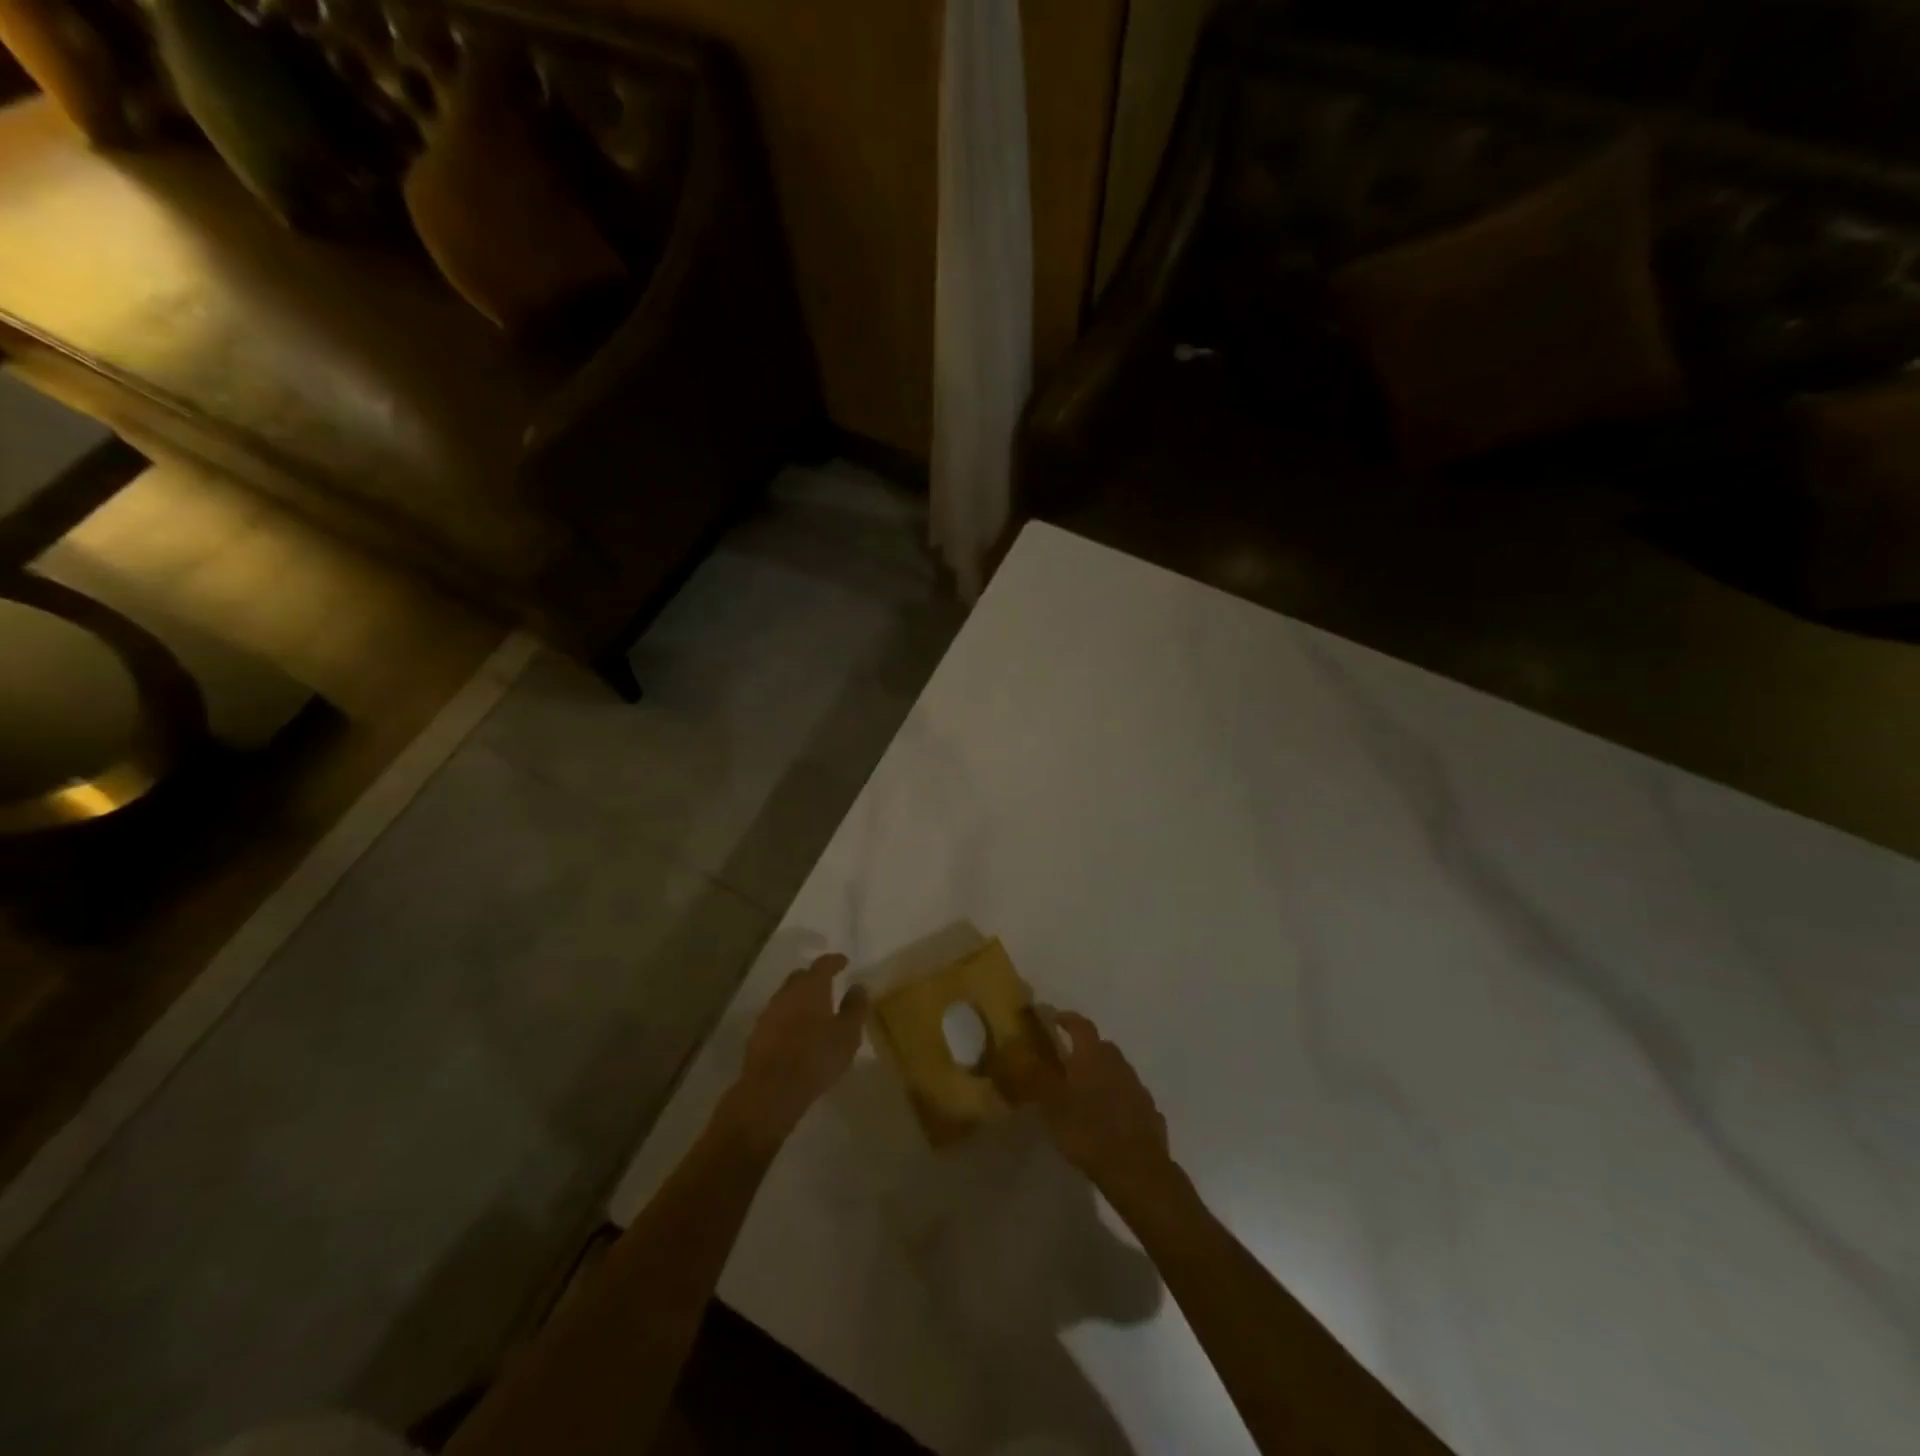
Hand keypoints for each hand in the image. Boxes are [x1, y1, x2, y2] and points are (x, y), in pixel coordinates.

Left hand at [723, 953, 867, 1146]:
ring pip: (786, 997)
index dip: (834, 961)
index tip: (843, 961)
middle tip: (827, 985)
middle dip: (814, 978)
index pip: (823, 964)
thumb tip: (858, 986)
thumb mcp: (848, 1034)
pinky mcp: (757, 1034)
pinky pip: (776, 1017)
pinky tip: (795, 1032)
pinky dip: (788, 1018)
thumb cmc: (816, 1057)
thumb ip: (855, 1007)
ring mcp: (769, 1013)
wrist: (771, 1090)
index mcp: (811, 987)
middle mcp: (787, 993)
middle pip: (800, 977)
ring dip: (799, 999)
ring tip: (812, 1010)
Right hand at [991, 1007, 1173, 1196]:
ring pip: (1116, 1070)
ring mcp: (1137, 1088)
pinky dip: (1117, 1099)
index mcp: (1093, 1055)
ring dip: (1101, 1074)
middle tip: (1065, 1061)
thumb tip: (1014, 1046)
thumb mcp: (1052, 1104)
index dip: (1064, 1018)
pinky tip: (1108, 1117)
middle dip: (1083, 1048)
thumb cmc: (1088, 1130)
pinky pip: (1129, 1097)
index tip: (1051, 1018)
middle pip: (1100, 1046)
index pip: (1079, 1024)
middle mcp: (1118, 1063)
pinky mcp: (1149, 1113)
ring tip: (1084, 1092)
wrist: (1137, 1171)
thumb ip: (1034, 1075)